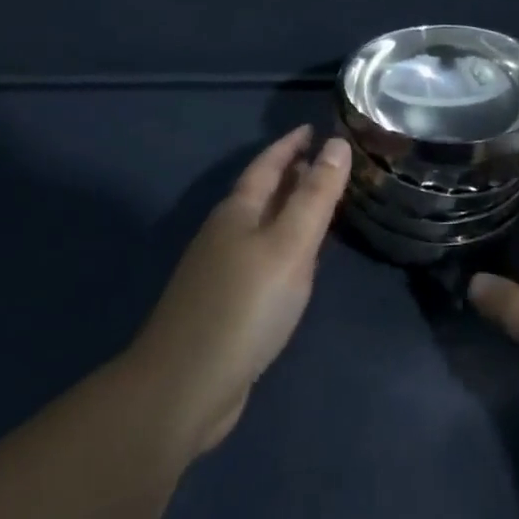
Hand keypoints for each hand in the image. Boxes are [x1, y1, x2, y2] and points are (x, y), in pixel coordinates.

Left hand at [128, 127, 349, 456]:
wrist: (182, 389)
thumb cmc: (243, 307)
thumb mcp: (289, 246)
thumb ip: (315, 196)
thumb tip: (336, 144)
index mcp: (238, 211)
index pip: (268, 164)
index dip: (290, 145)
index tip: (313, 129)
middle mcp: (225, 233)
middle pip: (262, 193)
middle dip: (291, 175)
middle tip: (326, 162)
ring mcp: (220, 271)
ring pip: (261, 226)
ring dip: (288, 211)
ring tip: (318, 206)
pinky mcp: (223, 306)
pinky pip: (260, 258)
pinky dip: (283, 247)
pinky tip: (297, 265)